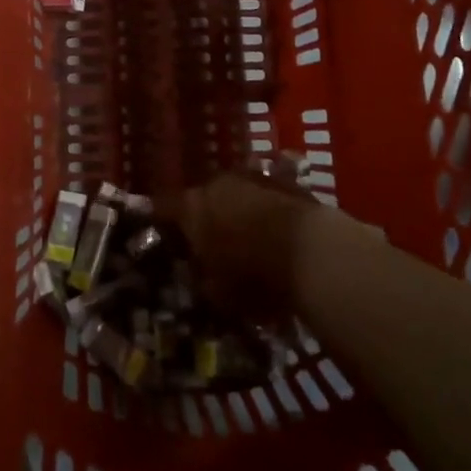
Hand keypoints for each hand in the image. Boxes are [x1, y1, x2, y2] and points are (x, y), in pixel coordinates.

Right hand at [160, 174, 319, 318]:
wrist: (312, 250)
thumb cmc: (253, 275)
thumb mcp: (218, 293)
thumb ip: (202, 280)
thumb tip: (199, 275)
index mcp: (191, 207)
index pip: (162, 208)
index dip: (159, 220)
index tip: (158, 232)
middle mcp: (216, 184)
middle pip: (201, 198)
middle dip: (203, 217)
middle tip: (209, 241)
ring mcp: (251, 177)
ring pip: (234, 194)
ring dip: (236, 211)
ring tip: (245, 237)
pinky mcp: (284, 181)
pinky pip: (263, 197)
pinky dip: (263, 212)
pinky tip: (274, 234)